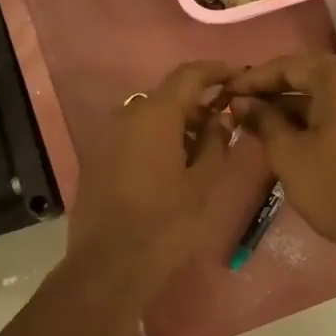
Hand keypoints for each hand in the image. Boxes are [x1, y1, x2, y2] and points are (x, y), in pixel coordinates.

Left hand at [64, 61, 234, 293]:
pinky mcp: (97, 157)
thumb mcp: (203, 184)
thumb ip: (216, 143)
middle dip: (197, 103)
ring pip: (149, 116)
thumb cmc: (166, 223)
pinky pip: (132, 134)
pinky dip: (155, 138)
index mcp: (155, 114)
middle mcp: (126, 115)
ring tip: (201, 150)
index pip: (189, 75)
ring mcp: (107, 135)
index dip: (216, 70)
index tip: (238, 76)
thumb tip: (219, 118)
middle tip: (224, 123)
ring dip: (176, 123)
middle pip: (167, 96)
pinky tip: (172, 165)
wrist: (109, 264)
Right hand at [228, 54, 335, 268]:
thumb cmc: (332, 187)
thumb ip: (262, 119)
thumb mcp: (287, 152)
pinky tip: (286, 128)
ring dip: (292, 100)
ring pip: (326, 89)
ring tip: (257, 116)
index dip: (255, 77)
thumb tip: (240, 101)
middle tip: (242, 100)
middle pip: (310, 72)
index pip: (290, 65)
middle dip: (274, 85)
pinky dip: (314, 111)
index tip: (228, 91)